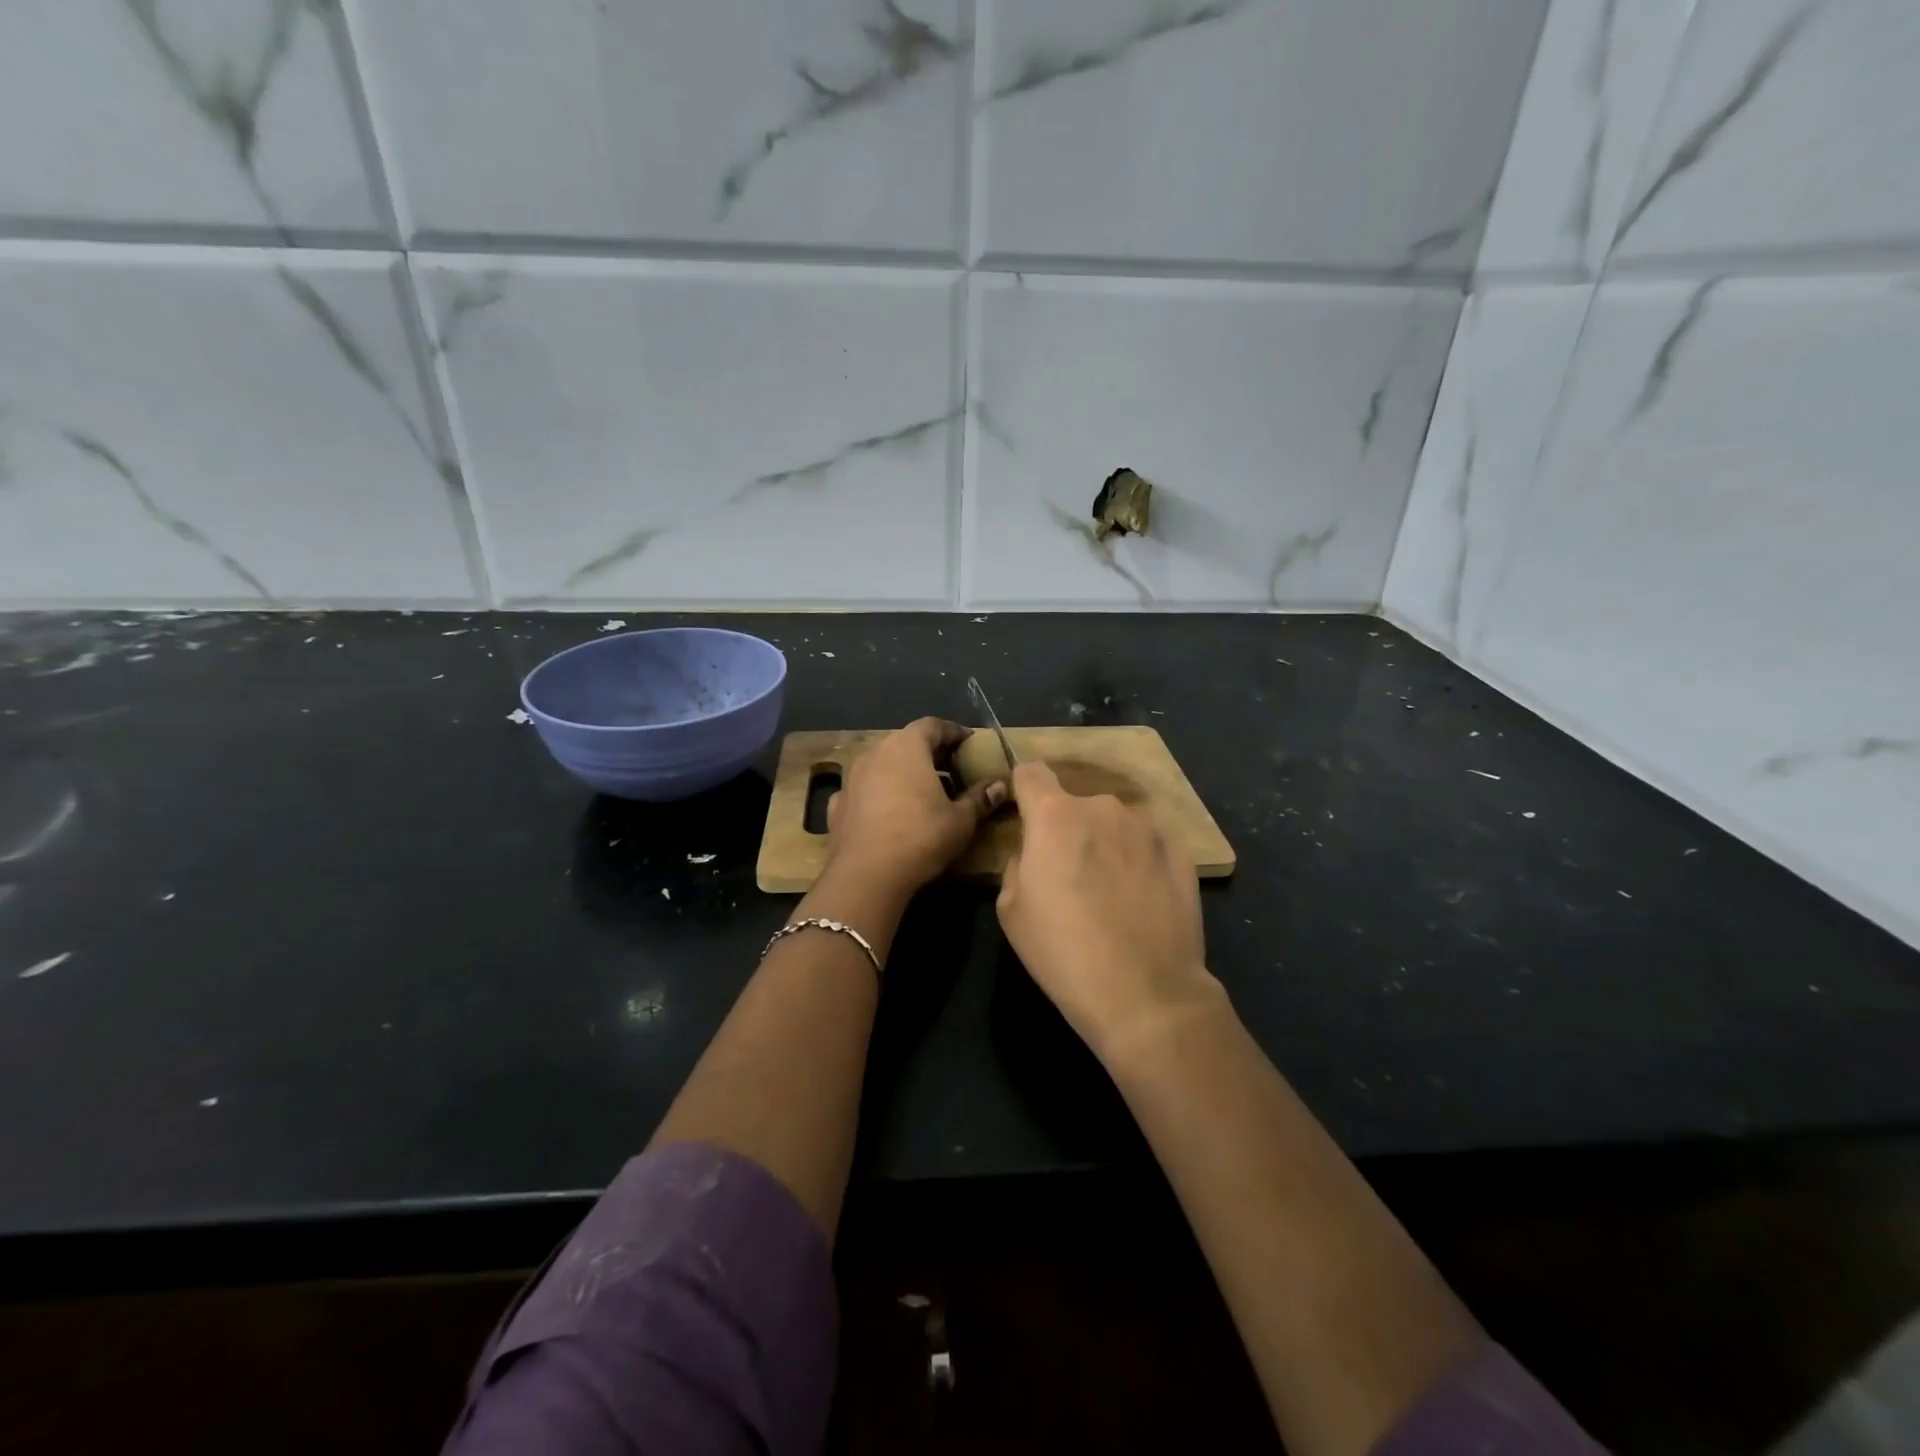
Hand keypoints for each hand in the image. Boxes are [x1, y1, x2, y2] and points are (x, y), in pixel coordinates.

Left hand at [826, 718, 1003, 896]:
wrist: (866, 874)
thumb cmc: (920, 837)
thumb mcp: (960, 820)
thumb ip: (979, 799)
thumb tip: (999, 786)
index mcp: (906, 746)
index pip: (932, 725)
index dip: (953, 732)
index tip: (968, 742)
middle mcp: (875, 752)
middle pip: (905, 742)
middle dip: (928, 753)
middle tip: (950, 768)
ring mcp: (851, 778)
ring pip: (881, 765)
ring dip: (901, 773)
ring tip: (920, 792)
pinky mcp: (837, 804)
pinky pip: (863, 791)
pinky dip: (878, 795)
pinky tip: (888, 813)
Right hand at [997, 761, 1221, 1062]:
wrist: (1146, 994)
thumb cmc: (1064, 952)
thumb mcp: (1011, 910)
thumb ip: (1018, 863)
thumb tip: (1035, 852)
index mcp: (1054, 816)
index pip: (1031, 772)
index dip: (1023, 790)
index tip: (1025, 816)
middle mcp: (1103, 807)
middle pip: (1075, 804)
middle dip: (1068, 829)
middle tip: (1071, 875)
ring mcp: (1147, 827)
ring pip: (1114, 824)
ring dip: (1107, 843)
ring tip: (1112, 892)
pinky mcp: (1181, 851)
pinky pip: (1147, 844)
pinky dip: (1139, 861)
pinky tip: (1142, 900)